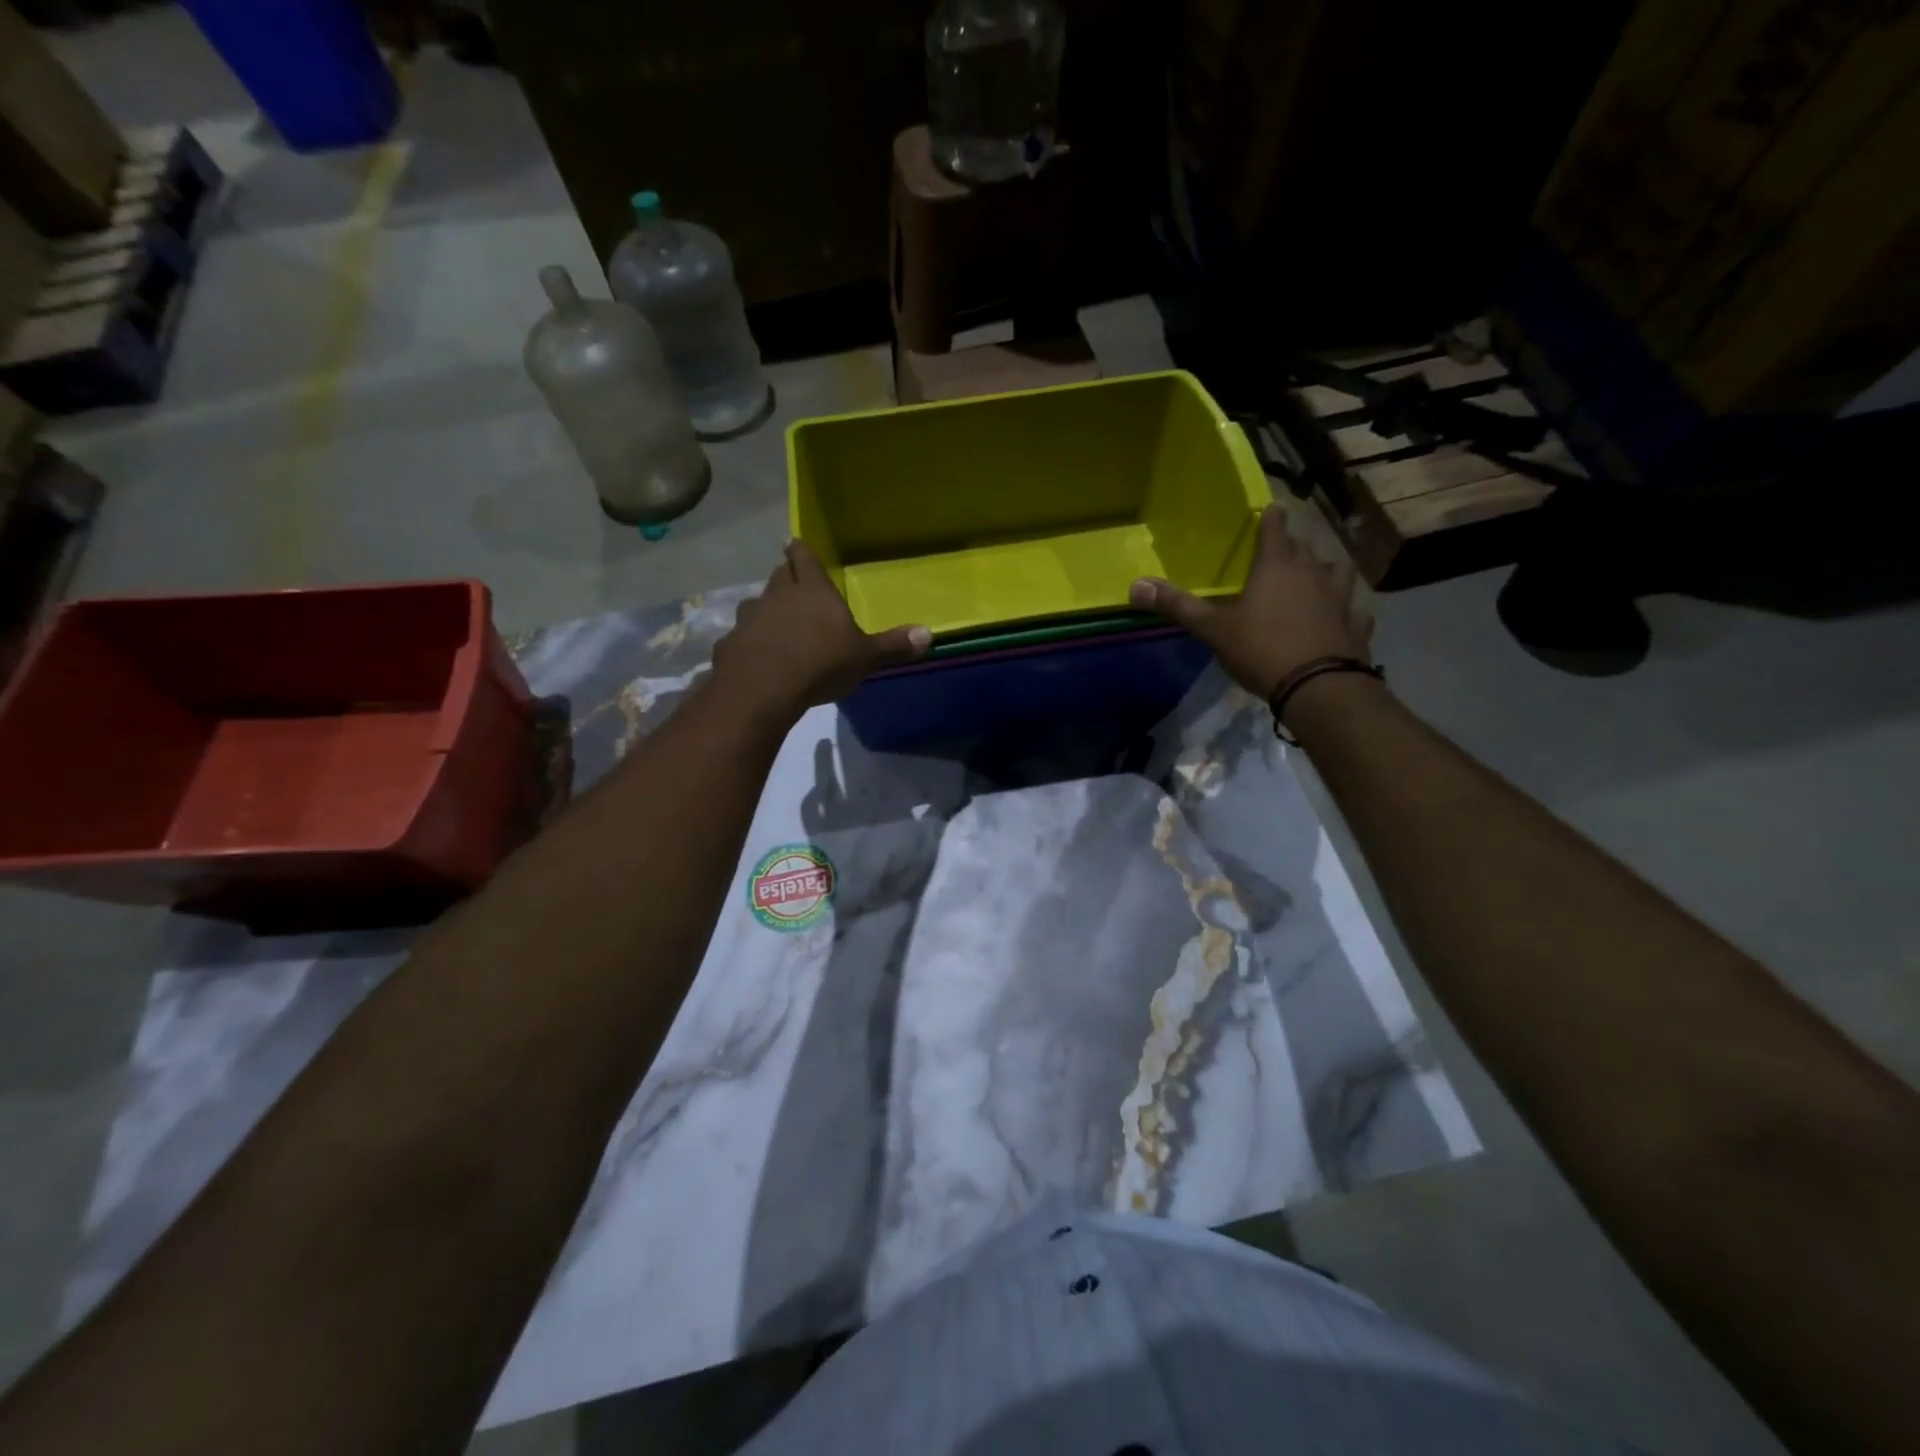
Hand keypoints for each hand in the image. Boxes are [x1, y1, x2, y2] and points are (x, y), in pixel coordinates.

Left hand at [711, 540, 930, 718]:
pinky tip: (755, 655)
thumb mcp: (864, 657)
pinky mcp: (731, 644)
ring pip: (756, 603)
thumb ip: (892, 646)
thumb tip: (929, 634)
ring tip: (773, 620)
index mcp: (812, 591)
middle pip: (779, 576)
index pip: (804, 559)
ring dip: (765, 609)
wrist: (763, 689)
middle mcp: (777, 596)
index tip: (794, 541)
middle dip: (785, 576)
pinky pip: (741, 636)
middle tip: (791, 580)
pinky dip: (748, 640)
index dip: (801, 550)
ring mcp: (749, 619)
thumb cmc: (820, 663)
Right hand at [1129, 504, 1372, 698]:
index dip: (1271, 517)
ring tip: (1314, 579)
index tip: (1270, 510)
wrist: (1317, 686)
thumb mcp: (1211, 629)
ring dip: (1324, 571)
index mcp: (1276, 566)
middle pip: (1304, 547)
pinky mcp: (1357, 623)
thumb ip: (1176, 606)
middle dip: (1292, 546)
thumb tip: (1134, 585)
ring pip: (1336, 571)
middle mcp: (1313, 572)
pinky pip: (1354, 608)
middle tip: (1280, 553)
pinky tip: (1341, 616)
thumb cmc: (1260, 649)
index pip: (1275, 527)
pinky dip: (1347, 609)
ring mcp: (1341, 597)